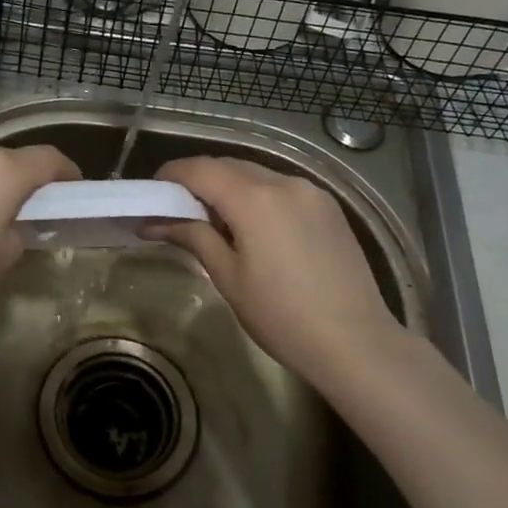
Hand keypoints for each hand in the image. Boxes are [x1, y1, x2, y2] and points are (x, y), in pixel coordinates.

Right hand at [149, 156, 405, 389]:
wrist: (355, 342)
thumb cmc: (281, 316)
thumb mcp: (228, 277)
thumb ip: (193, 237)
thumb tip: (153, 222)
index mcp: (254, 199)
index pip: (200, 169)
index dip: (171, 175)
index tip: (152, 192)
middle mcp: (285, 183)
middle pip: (229, 166)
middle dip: (198, 180)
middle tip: (176, 209)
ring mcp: (312, 192)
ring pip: (258, 175)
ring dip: (229, 187)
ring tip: (213, 221)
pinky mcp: (330, 208)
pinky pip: (282, 189)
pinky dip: (258, 196)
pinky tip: (253, 227)